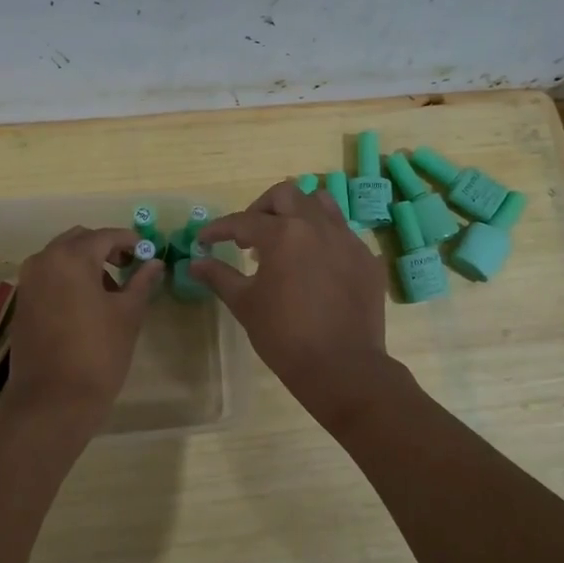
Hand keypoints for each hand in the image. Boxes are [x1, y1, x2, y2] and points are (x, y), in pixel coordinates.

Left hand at [3, 226, 159, 416]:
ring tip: (112, 291)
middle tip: (130, 267)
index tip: (148, 252)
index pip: (106, 236)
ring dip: (86, 264)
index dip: (130, 241)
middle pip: (79, 240)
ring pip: (61, 258)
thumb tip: (154, 263)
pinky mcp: (23, 303)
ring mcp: (28, 282)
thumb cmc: (97, 353)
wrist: (52, 401)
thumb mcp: (128, 315)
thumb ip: (141, 282)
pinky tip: (88, 305)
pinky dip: (69, 279)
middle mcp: (44, 260)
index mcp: (71, 257)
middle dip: (105, 248)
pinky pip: (49, 277)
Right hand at [190, 181, 391, 418]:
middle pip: (286, 195)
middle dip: (261, 208)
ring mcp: (348, 240)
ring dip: (298, 213)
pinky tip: (315, 266)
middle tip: (249, 236)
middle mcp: (318, 226)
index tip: (205, 239)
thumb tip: (195, 262)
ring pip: (321, 204)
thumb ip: (220, 276)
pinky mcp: (368, 259)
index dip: (219, 229)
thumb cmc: (285, 336)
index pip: (243, 221)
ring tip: (286, 240)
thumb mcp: (245, 304)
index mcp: (284, 234)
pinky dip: (323, 239)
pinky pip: (343, 234)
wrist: (342, 368)